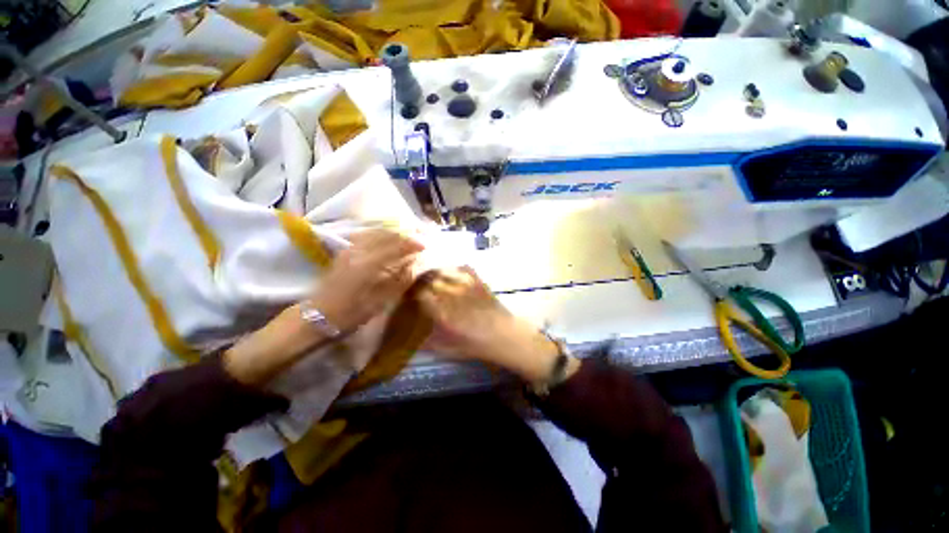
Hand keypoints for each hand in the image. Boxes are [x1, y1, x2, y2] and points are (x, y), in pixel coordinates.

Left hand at [225, 228, 422, 385]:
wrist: (317, 317)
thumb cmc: (350, 314)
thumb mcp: (379, 302)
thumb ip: (399, 281)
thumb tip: (414, 266)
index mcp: (368, 265)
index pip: (395, 247)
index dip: (412, 244)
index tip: (425, 245)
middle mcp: (358, 252)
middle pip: (385, 235)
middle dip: (404, 234)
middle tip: (419, 237)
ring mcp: (349, 250)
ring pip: (375, 233)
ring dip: (393, 233)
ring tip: (406, 236)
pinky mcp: (344, 252)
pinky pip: (366, 237)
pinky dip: (380, 235)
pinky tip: (386, 240)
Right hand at [416, 267, 578, 382]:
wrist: (506, 336)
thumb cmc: (477, 346)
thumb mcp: (450, 349)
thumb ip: (429, 342)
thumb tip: (413, 336)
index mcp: (444, 313)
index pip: (420, 295)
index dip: (411, 293)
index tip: (407, 294)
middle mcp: (453, 295)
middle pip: (429, 279)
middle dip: (419, 279)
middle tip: (414, 283)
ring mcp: (467, 285)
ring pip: (444, 270)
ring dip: (434, 271)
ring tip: (430, 275)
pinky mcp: (478, 281)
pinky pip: (462, 267)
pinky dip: (453, 267)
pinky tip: (449, 271)